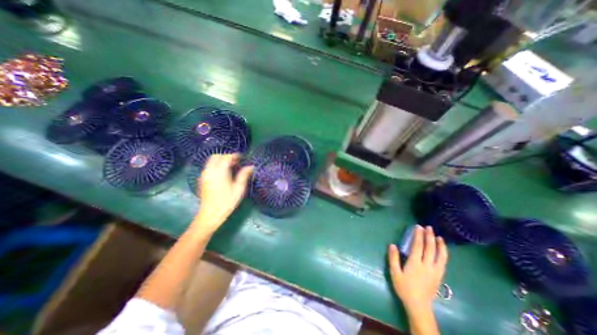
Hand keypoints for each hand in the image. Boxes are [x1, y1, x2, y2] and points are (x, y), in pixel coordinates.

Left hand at [195, 153, 251, 234]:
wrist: (210, 214)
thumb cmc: (226, 202)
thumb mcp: (238, 189)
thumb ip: (244, 175)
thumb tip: (250, 166)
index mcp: (220, 172)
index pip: (226, 157)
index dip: (234, 156)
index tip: (241, 158)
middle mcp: (210, 171)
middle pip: (216, 156)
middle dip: (226, 156)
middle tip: (235, 162)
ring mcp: (204, 175)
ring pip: (211, 161)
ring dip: (220, 161)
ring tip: (230, 168)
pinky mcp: (202, 180)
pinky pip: (208, 167)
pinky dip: (216, 166)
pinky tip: (222, 174)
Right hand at [387, 226, 447, 313]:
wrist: (419, 305)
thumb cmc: (404, 288)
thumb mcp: (395, 273)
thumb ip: (393, 258)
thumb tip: (392, 245)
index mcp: (415, 264)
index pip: (417, 246)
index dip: (418, 235)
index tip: (418, 227)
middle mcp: (427, 265)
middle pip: (430, 248)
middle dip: (429, 236)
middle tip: (428, 227)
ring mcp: (435, 271)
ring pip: (440, 255)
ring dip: (439, 244)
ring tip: (438, 236)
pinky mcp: (439, 276)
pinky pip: (443, 262)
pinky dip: (444, 254)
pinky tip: (442, 249)